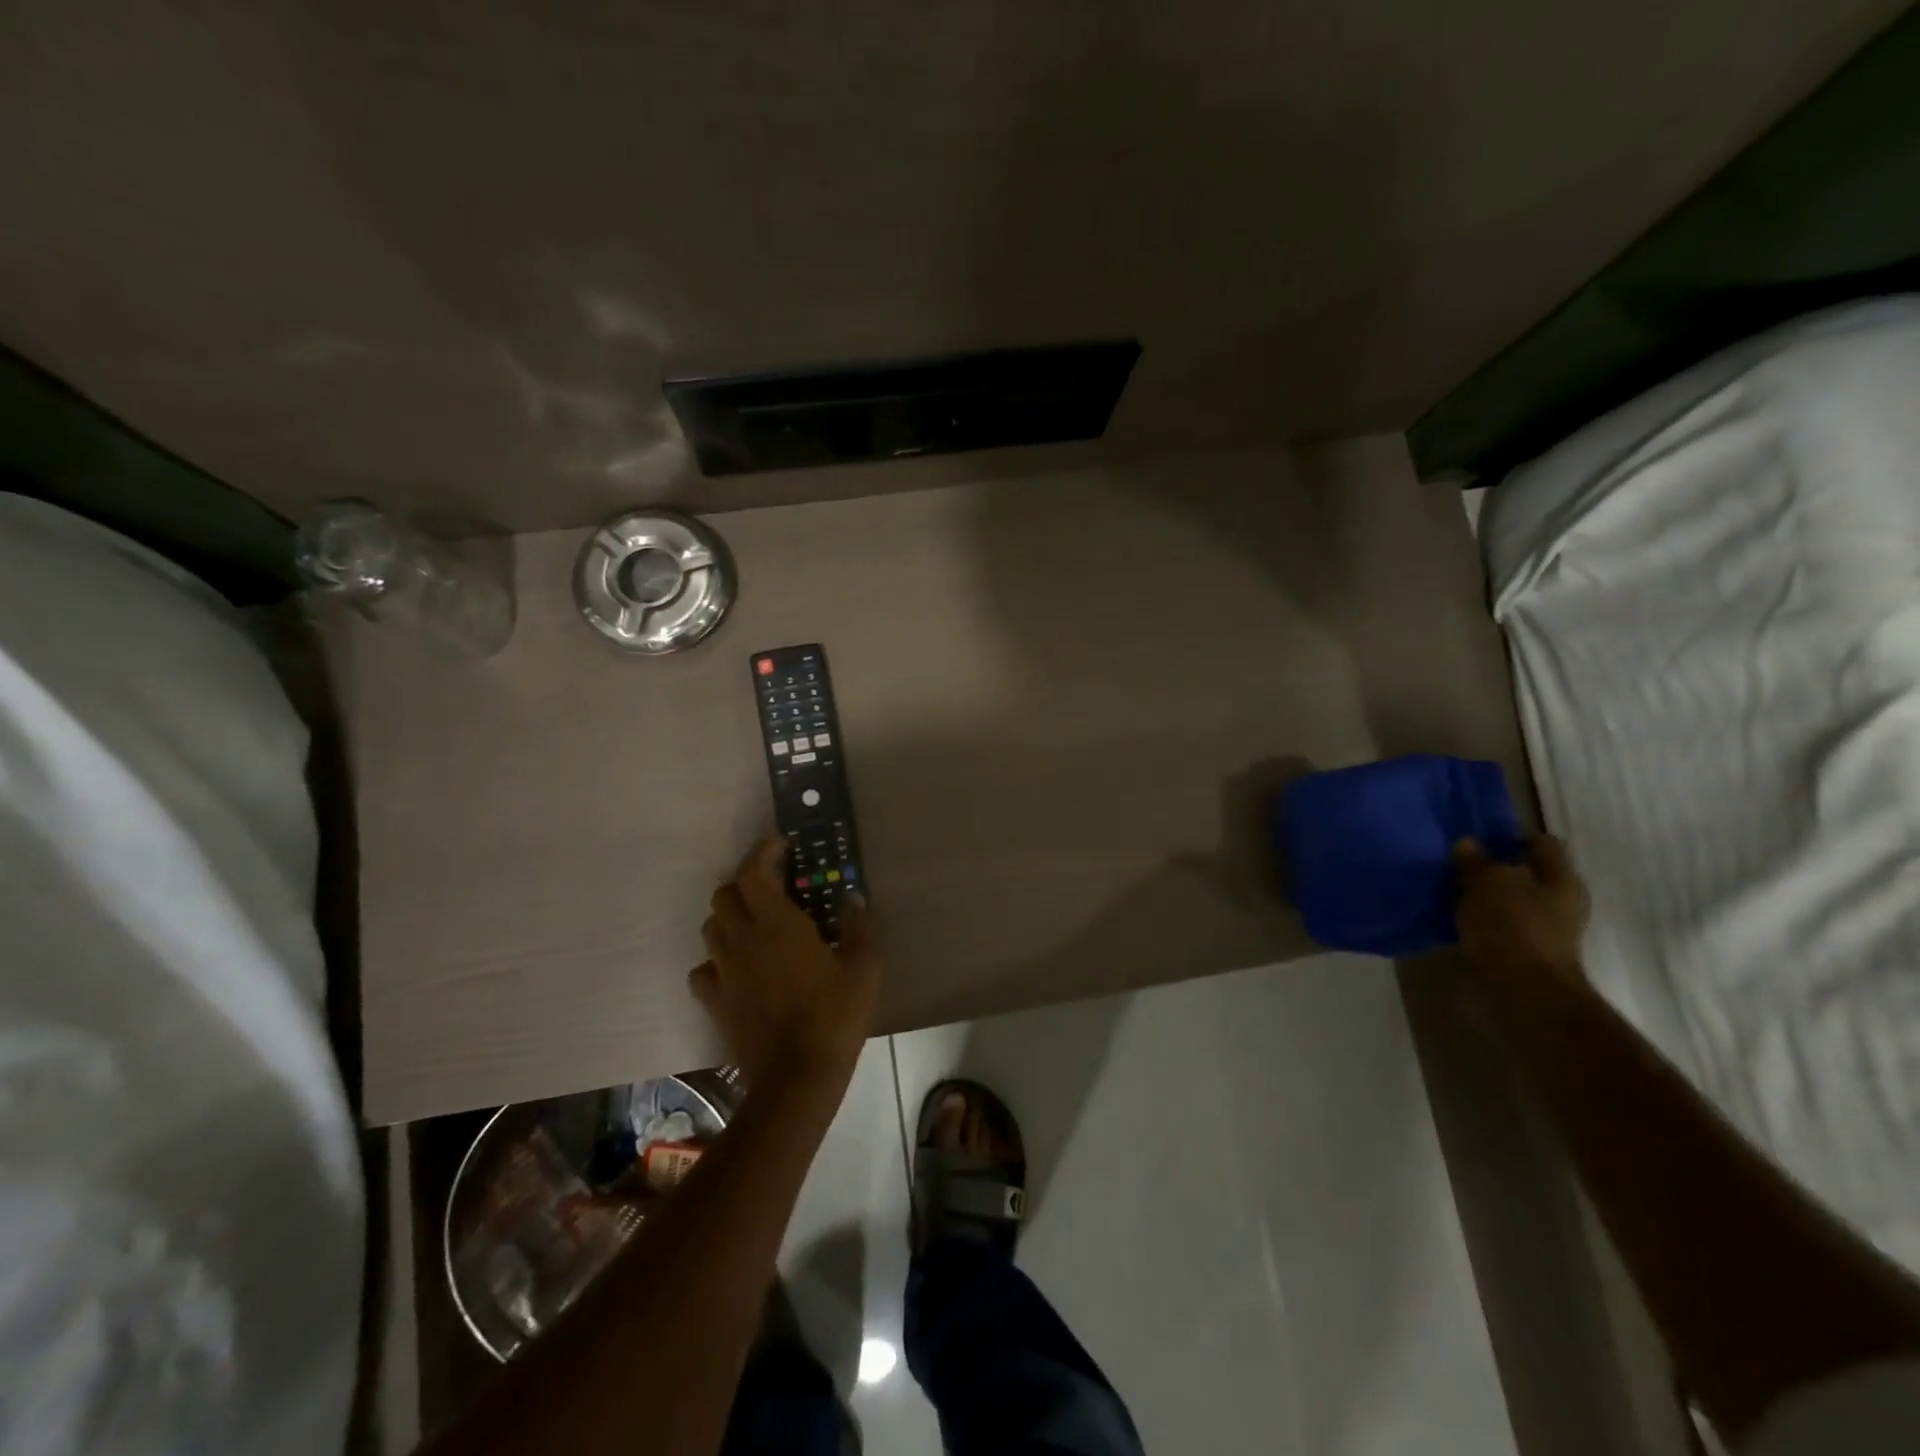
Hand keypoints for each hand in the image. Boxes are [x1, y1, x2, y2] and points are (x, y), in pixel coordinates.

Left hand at [691, 835, 880, 1092]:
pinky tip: (739, 969)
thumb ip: (859, 926)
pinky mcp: (715, 1001)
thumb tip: (851, 897)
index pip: (753, 871)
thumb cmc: (835, 1016)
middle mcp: (742, 939)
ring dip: (730, 917)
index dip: (763, 851)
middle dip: (745, 882)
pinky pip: (704, 969)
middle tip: (772, 888)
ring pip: (712, 927)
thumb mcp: (864, 968)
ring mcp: (724, 971)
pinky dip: (717, 961)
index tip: (781, 845)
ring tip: (756, 926)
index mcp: (777, 923)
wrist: (797, 1077)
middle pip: (725, 893)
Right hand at [1452, 833, 1589, 980]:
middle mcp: (1557, 901)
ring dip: (1479, 895)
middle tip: (1454, 862)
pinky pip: (1493, 924)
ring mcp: (1540, 929)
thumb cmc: (1512, 926)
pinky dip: (1474, 919)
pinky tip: (1449, 916)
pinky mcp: (1518, 952)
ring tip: (1445, 888)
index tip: (1476, 838)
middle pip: (1522, 873)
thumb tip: (1466, 843)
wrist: (1521, 990)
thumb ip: (1475, 860)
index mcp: (1561, 878)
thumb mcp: (1486, 882)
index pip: (1541, 843)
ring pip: (1505, 900)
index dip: (1509, 835)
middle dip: (1490, 867)